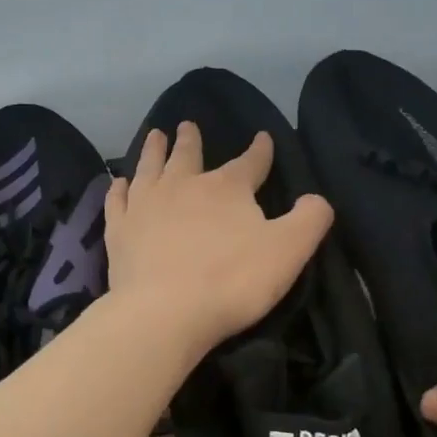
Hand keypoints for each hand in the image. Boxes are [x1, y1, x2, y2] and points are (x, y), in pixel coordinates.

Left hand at [104, 123, 333, 360]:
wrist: (165, 312)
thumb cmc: (232, 280)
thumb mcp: (288, 250)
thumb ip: (309, 220)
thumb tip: (317, 198)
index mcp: (227, 187)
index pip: (250, 162)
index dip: (260, 150)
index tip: (263, 137)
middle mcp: (184, 184)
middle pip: (188, 154)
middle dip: (191, 139)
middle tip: (187, 124)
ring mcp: (147, 204)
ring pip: (150, 166)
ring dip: (154, 150)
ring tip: (155, 135)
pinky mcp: (120, 229)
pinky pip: (119, 200)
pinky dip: (120, 188)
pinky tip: (119, 183)